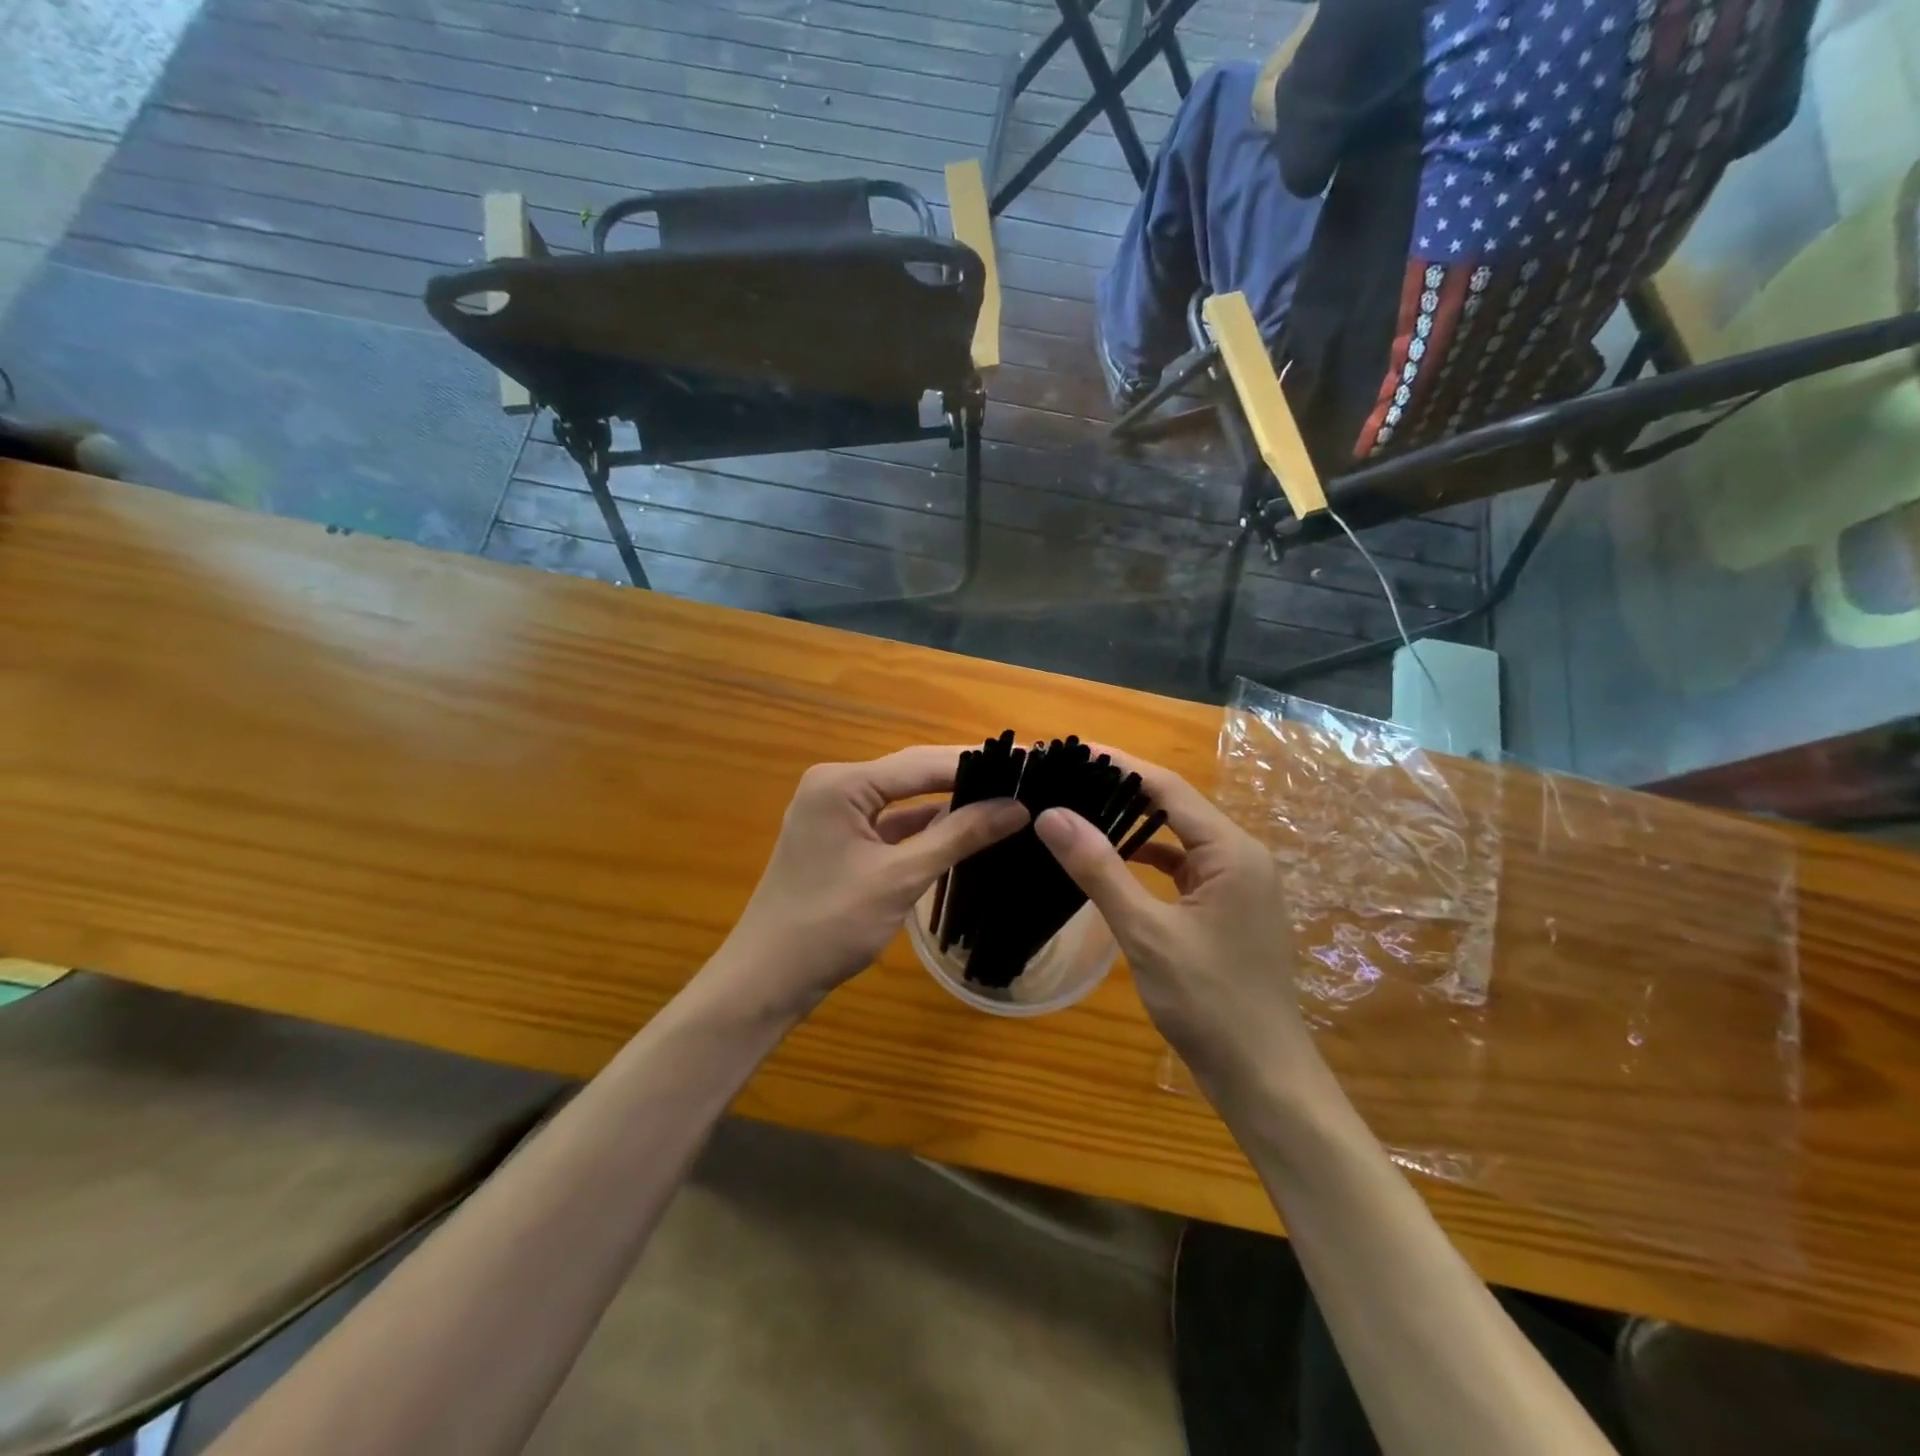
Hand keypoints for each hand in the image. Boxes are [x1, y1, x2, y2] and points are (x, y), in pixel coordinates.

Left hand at [715, 747, 1028, 1015]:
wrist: (767, 980)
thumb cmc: (829, 925)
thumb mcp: (900, 878)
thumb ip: (958, 837)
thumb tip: (1017, 807)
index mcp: (842, 783)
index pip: (921, 763)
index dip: (975, 762)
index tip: (1026, 760)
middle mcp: (836, 786)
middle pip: (912, 774)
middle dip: (965, 778)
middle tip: (1023, 776)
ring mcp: (836, 814)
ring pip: (904, 800)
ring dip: (948, 803)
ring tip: (1005, 798)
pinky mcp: (841, 840)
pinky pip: (891, 824)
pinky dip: (925, 828)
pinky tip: (965, 828)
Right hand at [1032, 753, 1315, 1098]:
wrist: (1262, 1078)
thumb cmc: (1209, 1003)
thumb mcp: (1147, 933)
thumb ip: (1100, 870)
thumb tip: (1052, 814)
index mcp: (1231, 851)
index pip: (1167, 787)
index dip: (1116, 764)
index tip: (1069, 750)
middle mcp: (1239, 856)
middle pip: (1173, 806)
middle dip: (1120, 790)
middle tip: (1064, 778)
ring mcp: (1235, 884)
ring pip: (1176, 838)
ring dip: (1132, 825)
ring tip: (1078, 810)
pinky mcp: (1224, 909)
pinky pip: (1181, 868)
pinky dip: (1146, 860)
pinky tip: (1110, 862)